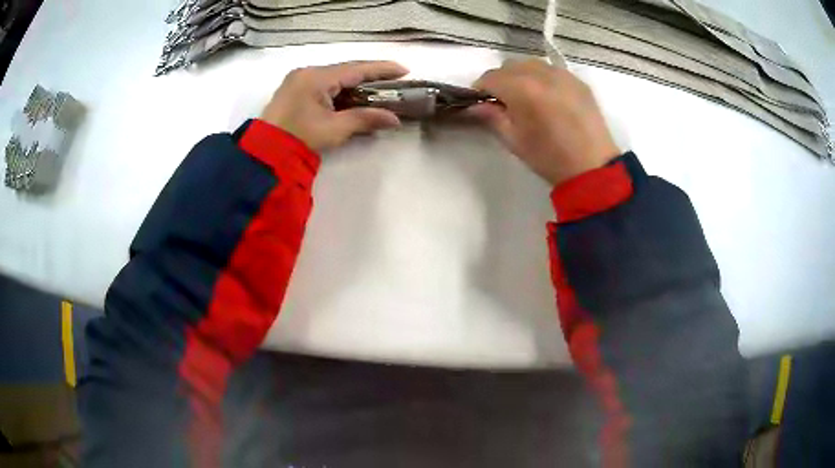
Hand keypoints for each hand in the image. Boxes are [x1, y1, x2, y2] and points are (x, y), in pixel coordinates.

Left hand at [260, 61, 408, 152]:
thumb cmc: (300, 138)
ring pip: (335, 77)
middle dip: (371, 75)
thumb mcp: (335, 128)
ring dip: (356, 83)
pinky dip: (341, 90)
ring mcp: (298, 80)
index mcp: (317, 77)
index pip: (356, 68)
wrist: (264, 153)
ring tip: (379, 89)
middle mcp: (307, 72)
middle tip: (394, 80)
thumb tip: (395, 119)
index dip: (382, 69)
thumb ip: (366, 119)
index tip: (405, 71)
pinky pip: (324, 84)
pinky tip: (354, 96)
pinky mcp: (294, 90)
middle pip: (346, 70)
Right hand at [470, 59, 619, 185]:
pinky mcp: (578, 81)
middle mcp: (541, 74)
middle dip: (501, 80)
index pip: (490, 77)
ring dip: (522, 75)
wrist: (592, 168)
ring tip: (527, 97)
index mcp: (522, 90)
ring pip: (532, 64)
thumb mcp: (514, 141)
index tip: (482, 102)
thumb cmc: (549, 158)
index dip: (481, 89)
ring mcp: (563, 75)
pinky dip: (543, 78)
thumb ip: (492, 117)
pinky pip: (553, 70)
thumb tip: (476, 106)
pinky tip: (548, 97)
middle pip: (510, 66)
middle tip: (504, 101)